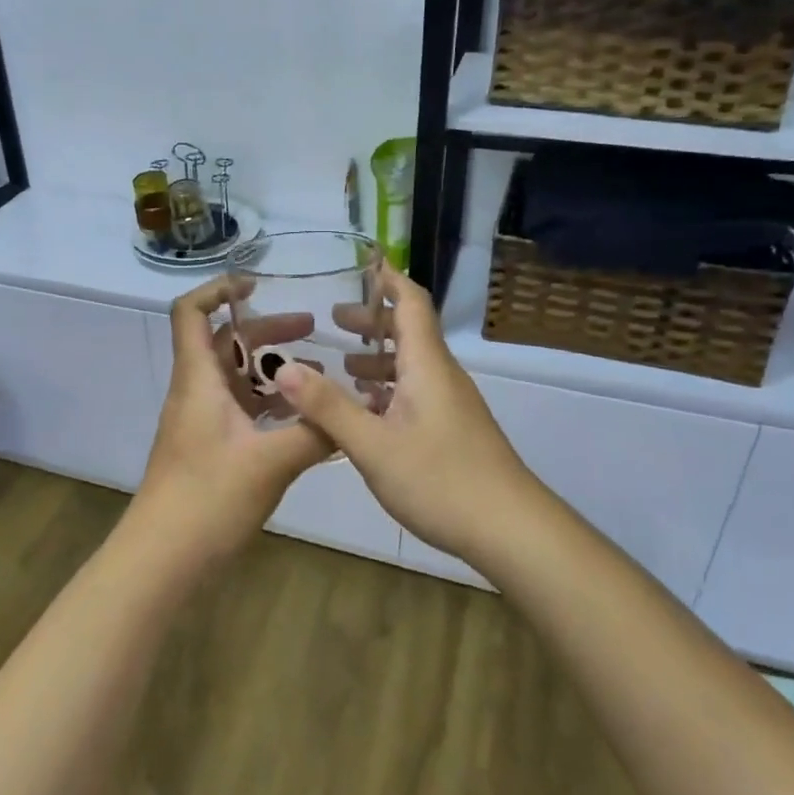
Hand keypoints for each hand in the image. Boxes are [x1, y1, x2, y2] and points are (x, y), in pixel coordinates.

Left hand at [127, 277, 335, 576]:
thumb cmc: (208, 499)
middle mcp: (195, 392)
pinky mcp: (209, 449)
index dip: (217, 289)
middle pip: (223, 343)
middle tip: (310, 328)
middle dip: (264, 330)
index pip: (190, 312)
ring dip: (270, 369)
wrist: (163, 560)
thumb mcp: (270, 462)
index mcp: (198, 380)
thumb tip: (353, 410)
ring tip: (317, 372)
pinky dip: (269, 404)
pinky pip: (240, 411)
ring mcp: (200, 422)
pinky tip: (304, 419)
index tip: (257, 284)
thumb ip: (314, 432)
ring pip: (234, 379)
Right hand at [275, 263, 542, 563]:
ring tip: (343, 363)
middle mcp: (441, 375)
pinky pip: (416, 392)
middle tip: (334, 319)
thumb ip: (327, 406)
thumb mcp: (372, 445)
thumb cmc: (441, 480)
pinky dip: (389, 388)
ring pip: (412, 365)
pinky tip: (367, 411)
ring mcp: (451, 404)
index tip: (362, 264)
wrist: (511, 530)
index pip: (411, 304)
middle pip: (410, 332)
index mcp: (426, 365)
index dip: (388, 280)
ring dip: (378, 358)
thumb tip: (283, 367)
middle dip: (373, 321)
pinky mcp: (453, 429)